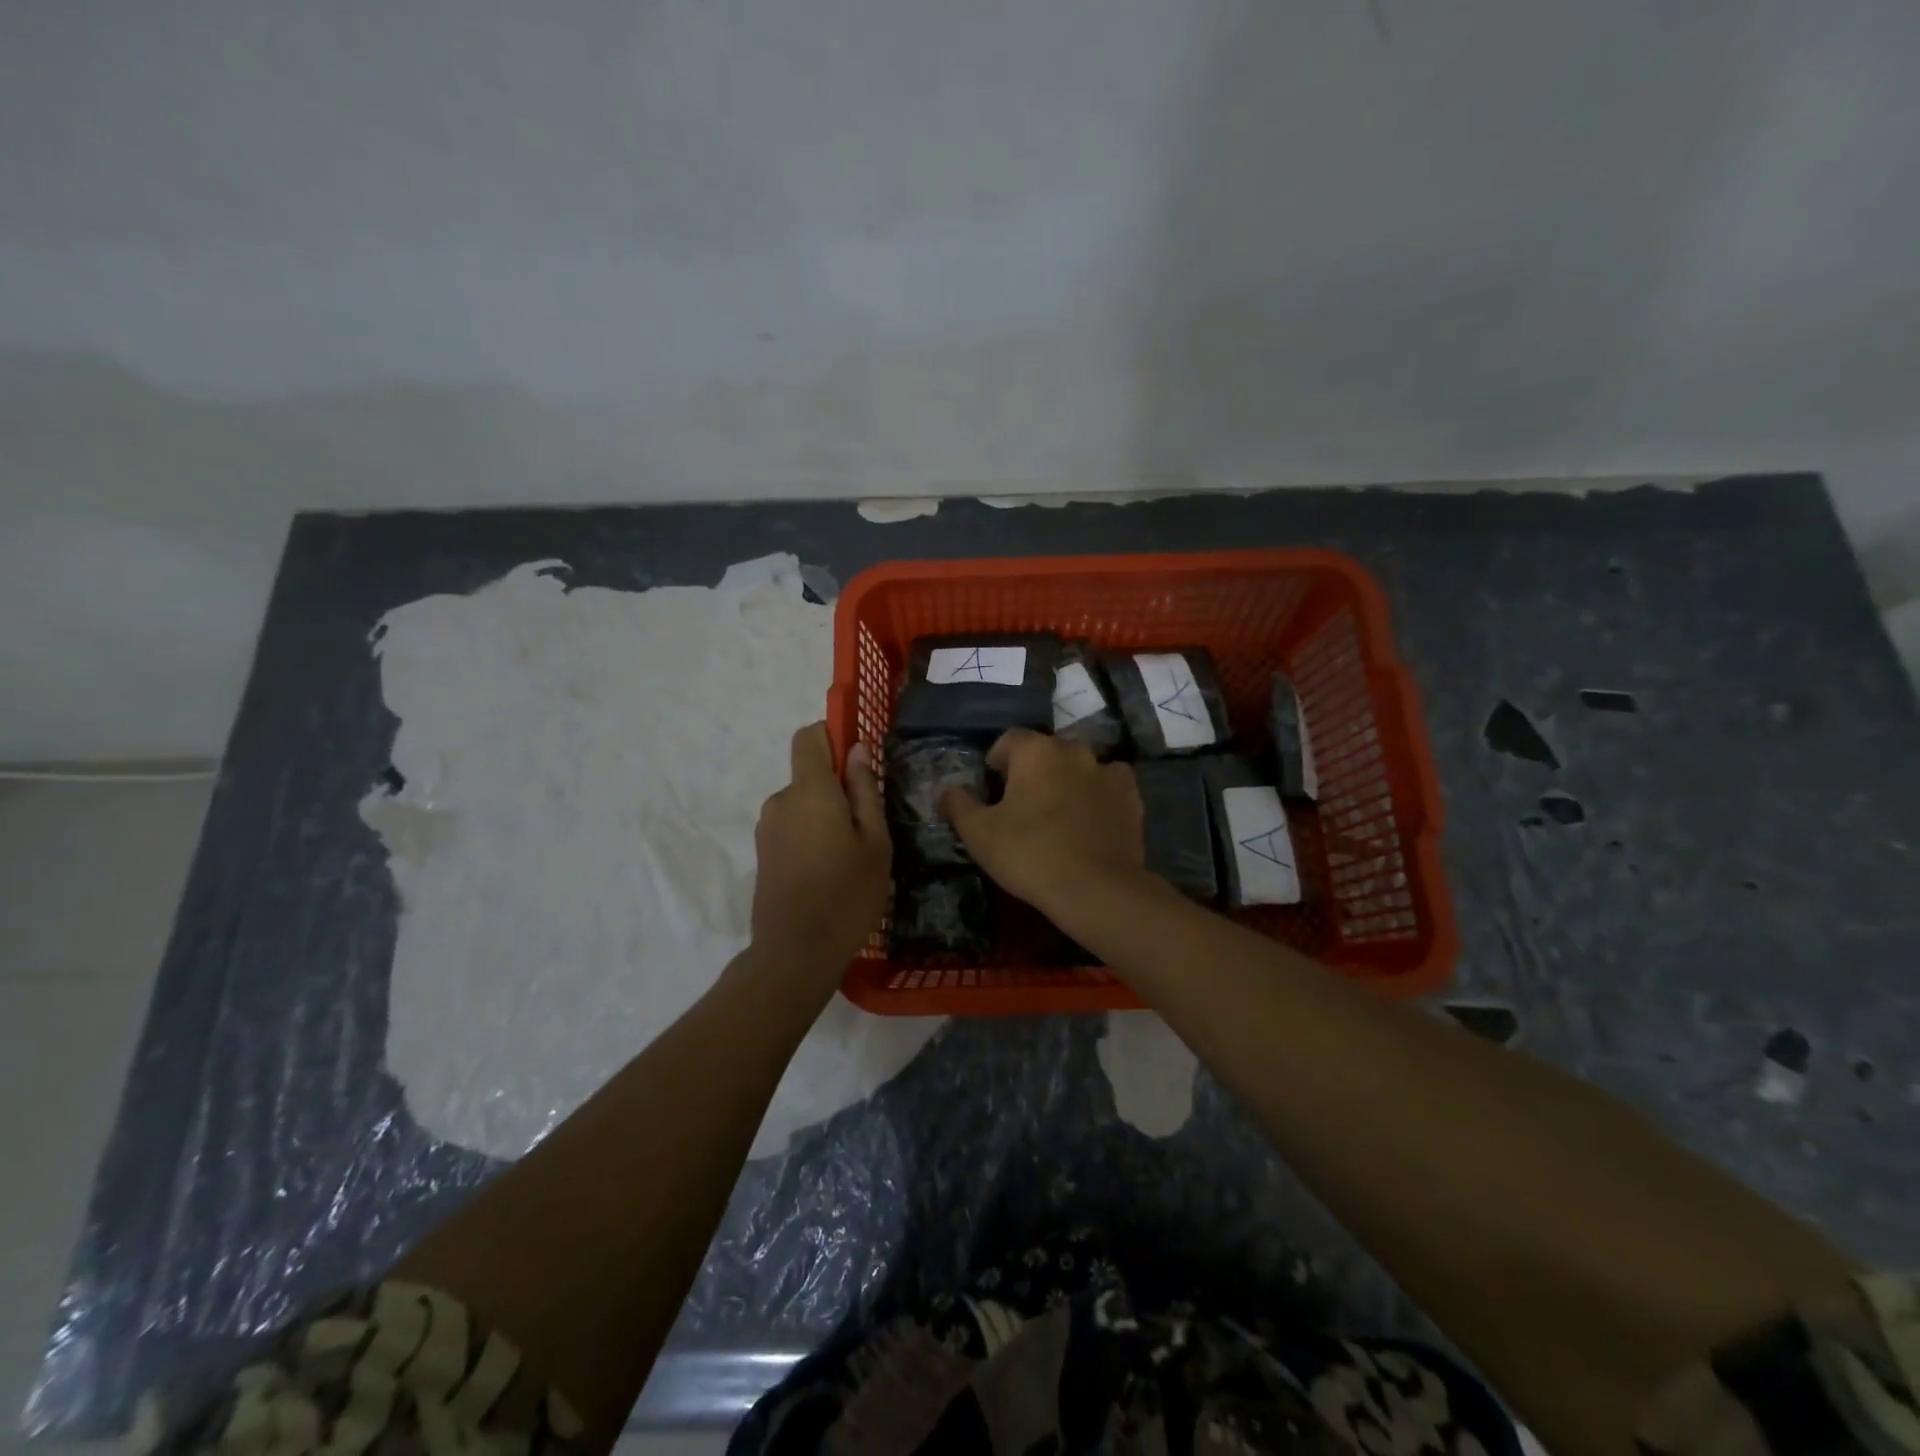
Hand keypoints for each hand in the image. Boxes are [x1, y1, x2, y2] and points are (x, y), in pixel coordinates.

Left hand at [748, 723, 890, 995]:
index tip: (858, 756)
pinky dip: (811, 835)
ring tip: (851, 855)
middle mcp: (780, 800)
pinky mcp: (763, 853)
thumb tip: (858, 749)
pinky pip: (791, 827)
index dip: (832, 735)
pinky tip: (829, 871)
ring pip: (802, 804)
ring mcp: (767, 828)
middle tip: (868, 825)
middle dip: (837, 788)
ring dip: (825, 815)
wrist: (796, 953)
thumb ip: (865, 790)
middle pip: (809, 774)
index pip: (808, 736)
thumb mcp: (874, 841)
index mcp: (809, 791)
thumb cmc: (847, 894)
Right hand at [940, 729, 1144, 915]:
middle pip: (1047, 750)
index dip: (997, 758)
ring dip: (1067, 779)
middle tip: (1021, 802)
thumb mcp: (979, 833)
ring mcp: (1108, 773)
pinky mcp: (1131, 798)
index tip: (991, 781)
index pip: (1010, 739)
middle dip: (1032, 769)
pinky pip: (1110, 786)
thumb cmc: (1029, 853)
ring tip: (1057, 811)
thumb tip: (944, 790)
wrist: (1096, 888)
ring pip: (1080, 766)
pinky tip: (1090, 819)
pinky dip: (1098, 795)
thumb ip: (958, 805)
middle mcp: (1074, 751)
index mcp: (1036, 751)